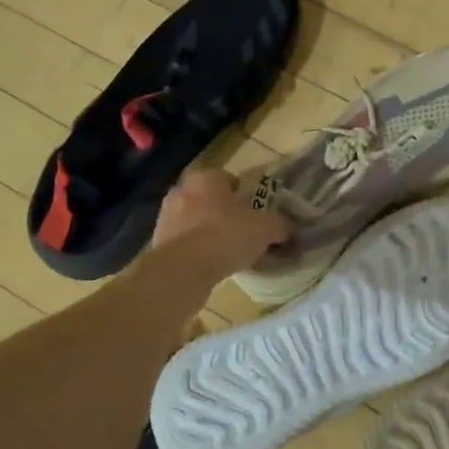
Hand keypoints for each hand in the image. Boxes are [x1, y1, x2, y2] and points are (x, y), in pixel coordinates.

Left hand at [152, 169, 290, 278]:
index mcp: (206, 177)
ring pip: (197, 222)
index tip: (259, 215)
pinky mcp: (158, 243)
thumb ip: (281, 224)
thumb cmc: (225, 236)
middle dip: (228, 215)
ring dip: (211, 234)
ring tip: (230, 254)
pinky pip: (186, 243)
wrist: (182, 271)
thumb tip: (290, 228)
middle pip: (212, 200)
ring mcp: (166, 217)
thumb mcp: (266, 228)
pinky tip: (213, 266)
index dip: (248, 197)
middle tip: (246, 233)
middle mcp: (182, 190)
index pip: (231, 179)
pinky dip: (198, 251)